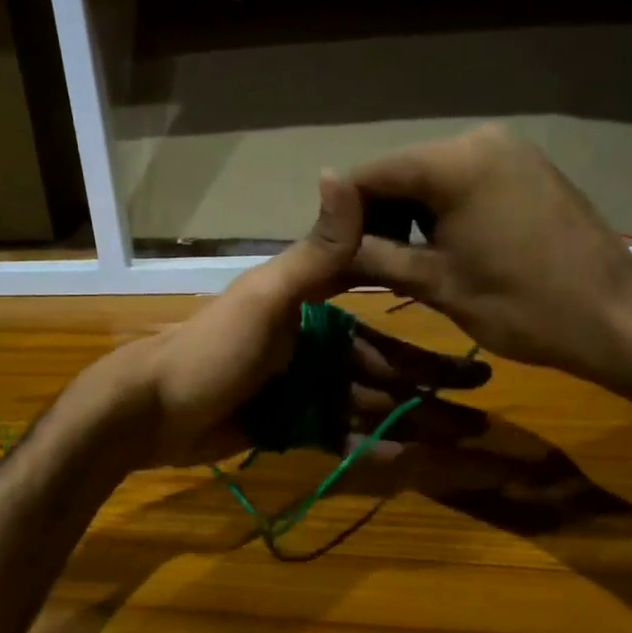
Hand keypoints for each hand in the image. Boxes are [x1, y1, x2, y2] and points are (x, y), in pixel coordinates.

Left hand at [93, 173, 489, 467]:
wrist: (151, 410)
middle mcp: (310, 346)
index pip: (381, 319)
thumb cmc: (212, 349)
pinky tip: (408, 459)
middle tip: (480, 415)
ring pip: (367, 406)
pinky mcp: (285, 425)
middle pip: (382, 370)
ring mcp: (298, 389)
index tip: (472, 356)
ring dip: (410, 422)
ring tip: (460, 442)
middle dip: (429, 390)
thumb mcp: (267, 297)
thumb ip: (315, 252)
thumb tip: (343, 173)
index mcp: (309, 308)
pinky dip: (370, 447)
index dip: (426, 340)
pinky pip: (338, 435)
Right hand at [348, 125, 631, 392]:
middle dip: (374, 217)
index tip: (328, 257)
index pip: (369, 175)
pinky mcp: (526, 168)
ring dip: (406, 217)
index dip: (340, 216)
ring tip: (399, 264)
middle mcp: (479, 139)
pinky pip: (462, 182)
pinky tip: (439, 249)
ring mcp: (508, 151)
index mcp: (454, 161)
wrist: (617, 320)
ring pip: (429, 179)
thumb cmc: (522, 307)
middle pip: (399, 173)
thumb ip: (371, 249)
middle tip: (361, 267)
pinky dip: (440, 213)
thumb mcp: (434, 283)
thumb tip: (320, 229)